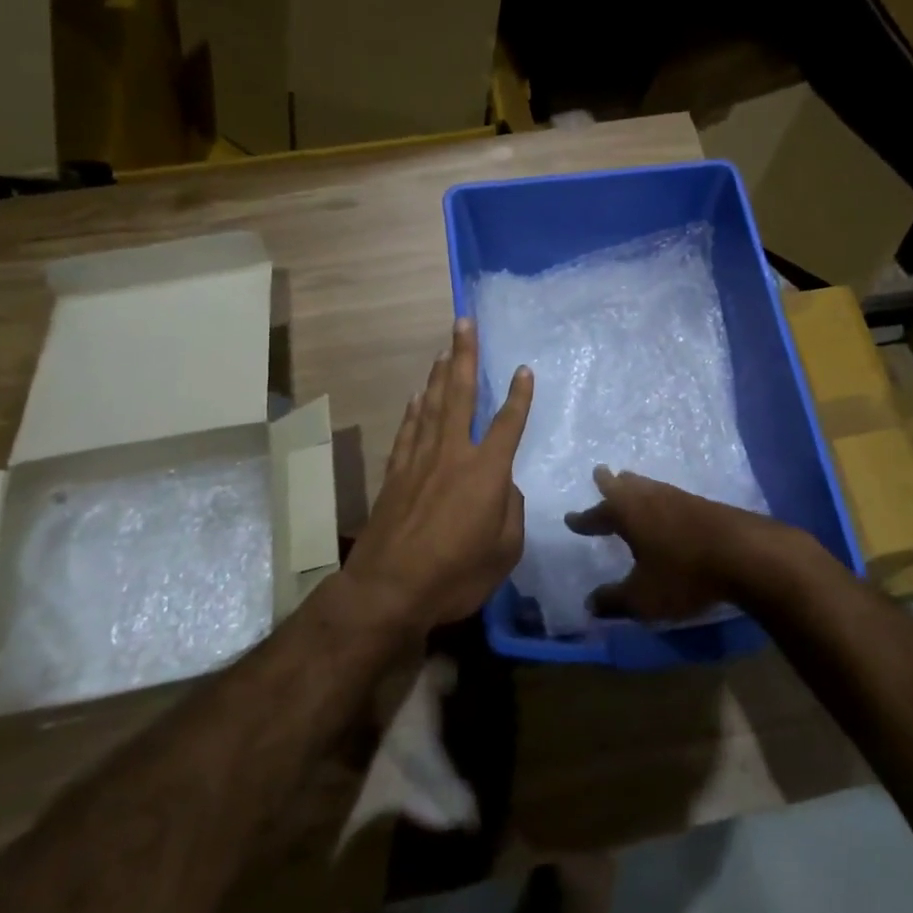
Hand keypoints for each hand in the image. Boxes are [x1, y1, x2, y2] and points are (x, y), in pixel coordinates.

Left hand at [345, 319, 532, 632]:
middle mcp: (452, 454)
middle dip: (464, 356)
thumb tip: (503, 488)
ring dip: (440, 375)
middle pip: (460, 395)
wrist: (389, 589)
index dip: (518, 396)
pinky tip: (417, 396)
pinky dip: (414, 410)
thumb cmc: (456, 574)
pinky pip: (408, 431)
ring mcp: (419, 461)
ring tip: (445, 349)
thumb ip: (510, 511)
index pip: (508, 424)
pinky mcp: (395, 474)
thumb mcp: (505, 550)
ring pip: (432, 406)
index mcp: (486, 471)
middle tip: (463, 323)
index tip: (523, 369)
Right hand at [567, 468, 794, 622]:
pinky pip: (670, 496)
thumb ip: (614, 600)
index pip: (598, 513)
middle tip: (601, 473)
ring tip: (631, 483)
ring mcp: (679, 498)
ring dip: (636, 486)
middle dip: (610, 484)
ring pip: (649, 486)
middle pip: (625, 486)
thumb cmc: (683, 574)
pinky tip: (667, 507)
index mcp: (628, 514)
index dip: (584, 519)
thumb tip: (589, 604)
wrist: (744, 554)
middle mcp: (650, 498)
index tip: (570, 518)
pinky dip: (659, 498)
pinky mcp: (704, 505)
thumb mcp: (642, 597)